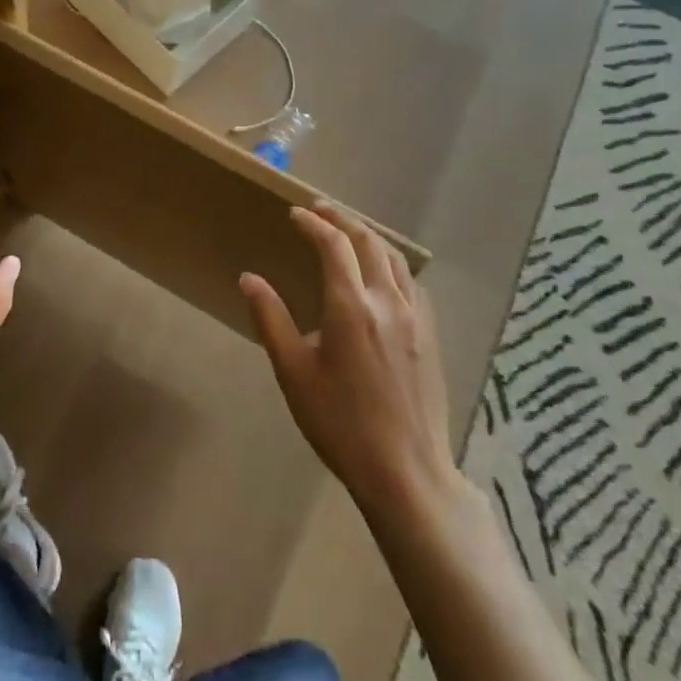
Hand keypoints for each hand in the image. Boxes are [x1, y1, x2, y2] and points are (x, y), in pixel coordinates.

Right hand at [241, 204, 462, 521]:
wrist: (405, 471)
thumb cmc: (339, 422)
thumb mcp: (293, 372)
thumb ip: (271, 319)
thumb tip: (249, 278)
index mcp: (351, 307)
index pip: (333, 246)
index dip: (313, 223)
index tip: (294, 214)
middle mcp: (387, 302)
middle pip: (369, 242)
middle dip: (343, 220)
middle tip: (320, 210)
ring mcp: (415, 318)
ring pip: (395, 259)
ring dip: (370, 237)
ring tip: (349, 231)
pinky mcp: (430, 336)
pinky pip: (412, 283)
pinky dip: (392, 264)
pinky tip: (383, 275)